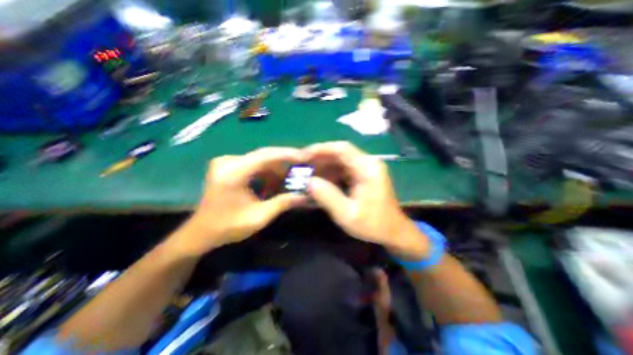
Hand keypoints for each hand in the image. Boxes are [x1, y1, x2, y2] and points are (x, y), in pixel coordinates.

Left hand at [173, 147, 305, 254]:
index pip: (266, 155)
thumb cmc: (227, 227)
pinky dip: (268, 173)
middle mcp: (228, 161)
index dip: (288, 154)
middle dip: (285, 162)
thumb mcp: (259, 217)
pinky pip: (254, 165)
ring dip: (277, 169)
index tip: (305, 157)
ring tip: (292, 177)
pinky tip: (276, 183)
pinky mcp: (229, 166)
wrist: (201, 232)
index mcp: (232, 172)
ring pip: (261, 160)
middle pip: (264, 155)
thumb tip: (306, 195)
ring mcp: (227, 162)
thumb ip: (283, 203)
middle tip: (303, 166)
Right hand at [304, 142, 426, 259]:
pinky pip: (343, 169)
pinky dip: (330, 173)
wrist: (393, 232)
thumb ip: (327, 196)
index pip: (342, 149)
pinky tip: (319, 180)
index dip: (321, 149)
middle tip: (301, 164)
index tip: (303, 154)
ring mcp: (365, 169)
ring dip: (323, 165)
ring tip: (307, 172)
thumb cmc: (374, 224)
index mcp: (368, 168)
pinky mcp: (362, 176)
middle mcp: (368, 163)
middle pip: (340, 153)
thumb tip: (309, 181)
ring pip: (340, 161)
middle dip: (319, 157)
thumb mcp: (348, 214)